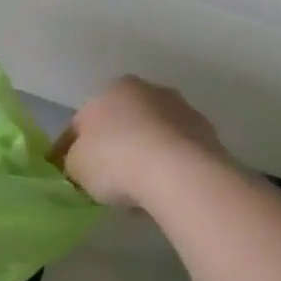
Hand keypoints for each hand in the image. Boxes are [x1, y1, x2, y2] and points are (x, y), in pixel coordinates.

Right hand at [51, 76, 227, 208]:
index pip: (82, 120)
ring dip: (143, 156)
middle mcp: (148, 91)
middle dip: (114, 146)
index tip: (71, 172)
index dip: (72, 148)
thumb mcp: (74, 165)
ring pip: (152, 137)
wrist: (179, 174)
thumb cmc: (114, 160)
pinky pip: (177, 153)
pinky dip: (168, 168)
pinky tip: (160, 191)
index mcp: (111, 89)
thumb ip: (72, 161)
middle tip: (105, 180)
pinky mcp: (210, 136)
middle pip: (122, 123)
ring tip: (135, 191)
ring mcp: (183, 111)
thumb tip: (77, 164)